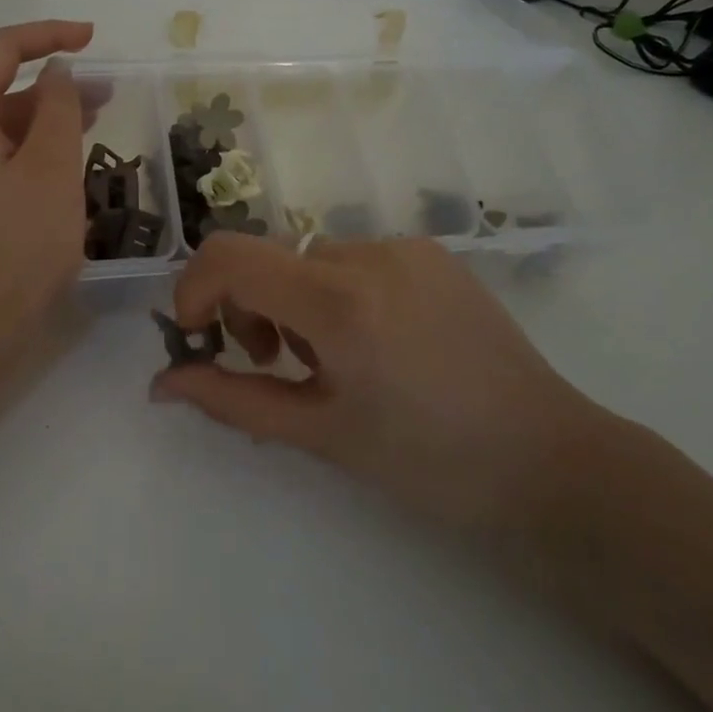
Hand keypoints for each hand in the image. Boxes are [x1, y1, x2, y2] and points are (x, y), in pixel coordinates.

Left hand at [0, 20, 94, 378]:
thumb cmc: (15, 250)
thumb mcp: (51, 171)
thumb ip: (58, 109)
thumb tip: (56, 71)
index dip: (47, 35)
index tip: (93, 39)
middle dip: (52, 84)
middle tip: (108, 93)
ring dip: (43, 120)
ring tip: (95, 124)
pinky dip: (27, 152)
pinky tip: (62, 168)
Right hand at [153, 234, 606, 532]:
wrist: (550, 463)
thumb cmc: (430, 463)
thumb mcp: (320, 433)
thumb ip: (232, 400)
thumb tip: (162, 385)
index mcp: (339, 301)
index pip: (229, 256)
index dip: (194, 290)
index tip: (202, 338)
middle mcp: (369, 253)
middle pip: (267, 257)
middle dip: (248, 306)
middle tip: (276, 365)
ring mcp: (406, 247)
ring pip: (309, 258)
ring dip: (293, 301)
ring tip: (332, 360)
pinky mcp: (432, 253)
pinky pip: (354, 259)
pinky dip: (335, 292)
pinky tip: (375, 342)